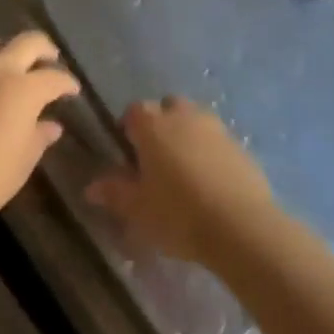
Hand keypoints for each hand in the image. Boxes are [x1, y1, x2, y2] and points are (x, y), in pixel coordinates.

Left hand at [0, 32, 78, 236]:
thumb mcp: (22, 162)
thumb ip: (39, 137)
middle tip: (50, 60)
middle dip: (44, 49)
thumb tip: (51, 126)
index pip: (54, 77)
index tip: (72, 91)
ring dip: (9, 52)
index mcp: (24, 88)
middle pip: (27, 42)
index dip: (67, 83)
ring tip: (13, 69)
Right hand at [85, 98, 277, 268]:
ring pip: (194, 120)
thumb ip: (114, 192)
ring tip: (184, 169)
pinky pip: (217, 139)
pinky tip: (210, 180)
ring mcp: (216, 127)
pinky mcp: (240, 145)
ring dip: (187, 134)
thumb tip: (91, 186)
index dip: (129, 127)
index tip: (128, 151)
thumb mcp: (138, 209)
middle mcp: (184, 115)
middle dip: (160, 124)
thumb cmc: (179, 214)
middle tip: (156, 158)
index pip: (134, 110)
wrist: (242, 226)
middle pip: (167, 107)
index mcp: (153, 125)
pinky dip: (210, 150)